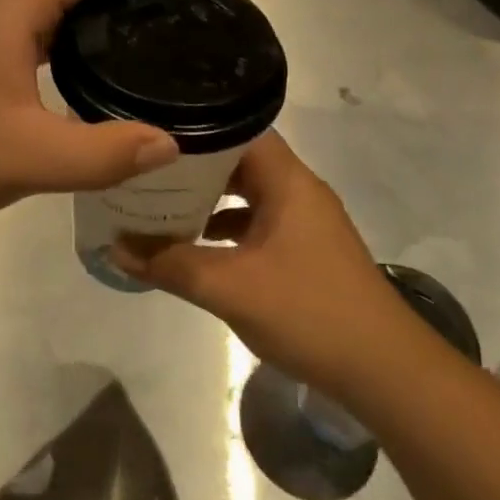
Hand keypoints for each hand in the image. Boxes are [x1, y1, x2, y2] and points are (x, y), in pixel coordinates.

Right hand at [115, 132, 410, 401]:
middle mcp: (298, 191)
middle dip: (194, 166)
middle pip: (240, 161)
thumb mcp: (229, 287)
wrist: (384, 372)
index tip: (153, 134)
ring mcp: (305, 222)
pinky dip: (226, 228)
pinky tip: (195, 246)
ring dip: (208, 199)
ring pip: (248, 195)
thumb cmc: (309, 312)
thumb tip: (115, 246)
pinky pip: (257, 224)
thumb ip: (170, 264)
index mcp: (288, 181)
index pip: (238, 129)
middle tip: (145, 169)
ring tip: (160, 202)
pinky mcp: (305, 252)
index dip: (196, 127)